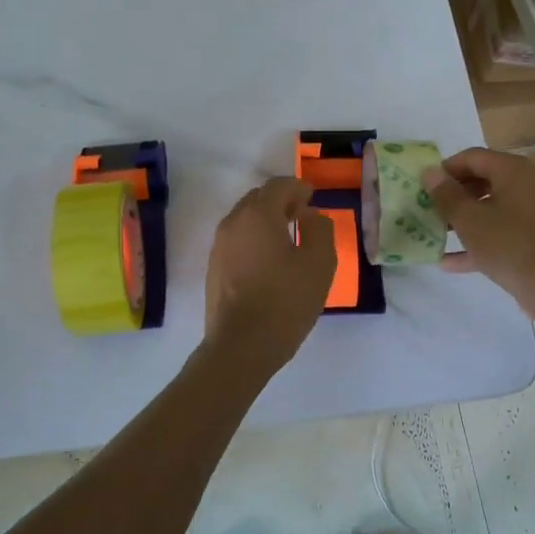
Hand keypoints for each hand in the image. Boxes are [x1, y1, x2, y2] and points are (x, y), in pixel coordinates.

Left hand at [203, 177, 335, 376]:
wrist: (240, 347)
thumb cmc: (284, 302)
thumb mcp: (319, 264)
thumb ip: (320, 229)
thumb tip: (310, 215)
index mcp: (258, 215)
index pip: (278, 185)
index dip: (298, 187)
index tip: (312, 197)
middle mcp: (233, 222)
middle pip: (258, 198)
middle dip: (281, 200)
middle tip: (302, 215)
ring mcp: (219, 245)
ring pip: (245, 218)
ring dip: (266, 219)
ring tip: (287, 237)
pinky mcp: (214, 267)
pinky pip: (237, 239)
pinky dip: (254, 237)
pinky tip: (269, 259)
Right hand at [421, 148, 534, 315]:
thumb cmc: (508, 244)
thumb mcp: (468, 219)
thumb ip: (446, 194)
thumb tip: (429, 172)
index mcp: (513, 170)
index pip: (472, 157)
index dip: (445, 169)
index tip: (424, 186)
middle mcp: (526, 184)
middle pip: (482, 180)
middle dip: (453, 195)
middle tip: (430, 209)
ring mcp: (533, 212)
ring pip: (490, 208)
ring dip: (463, 219)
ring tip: (437, 232)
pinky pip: (501, 231)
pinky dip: (479, 240)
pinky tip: (449, 262)